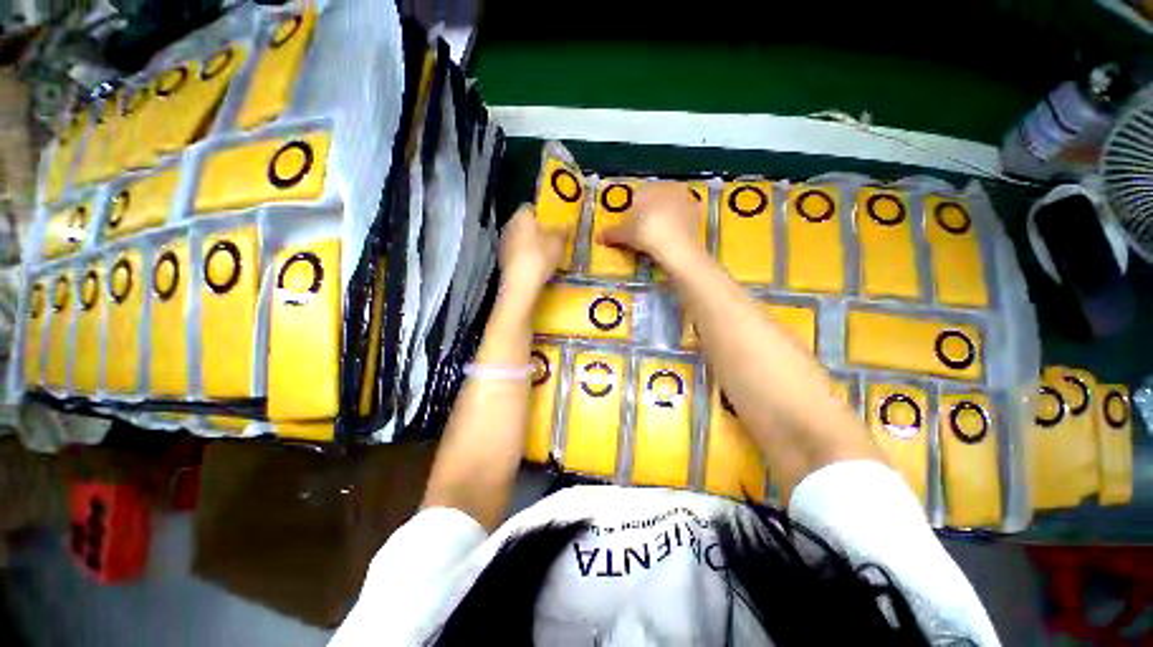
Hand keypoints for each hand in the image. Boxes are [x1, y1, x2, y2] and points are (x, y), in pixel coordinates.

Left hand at [499, 204, 570, 299]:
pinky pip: (517, 253)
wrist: (521, 283)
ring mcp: (503, 243)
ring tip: (545, 254)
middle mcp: (509, 225)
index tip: (553, 222)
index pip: (530, 207)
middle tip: (551, 238)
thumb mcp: (558, 243)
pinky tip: (535, 266)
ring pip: (520, 239)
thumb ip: (563, 231)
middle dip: (537, 230)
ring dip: (530, 244)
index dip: (542, 214)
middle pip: (524, 224)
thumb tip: (567, 225)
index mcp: (521, 216)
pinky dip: (525, 256)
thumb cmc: (540, 256)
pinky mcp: (502, 259)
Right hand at [598, 182, 701, 263]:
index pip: (637, 197)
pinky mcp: (696, 212)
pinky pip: (682, 218)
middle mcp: (667, 187)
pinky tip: (670, 238)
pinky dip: (676, 225)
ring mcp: (684, 198)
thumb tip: (596, 237)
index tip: (630, 227)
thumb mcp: (623, 234)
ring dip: (663, 218)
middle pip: (654, 200)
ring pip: (669, 207)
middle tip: (642, 232)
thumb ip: (610, 233)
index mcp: (648, 187)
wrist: (675, 245)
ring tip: (656, 236)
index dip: (632, 212)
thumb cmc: (644, 233)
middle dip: (648, 213)